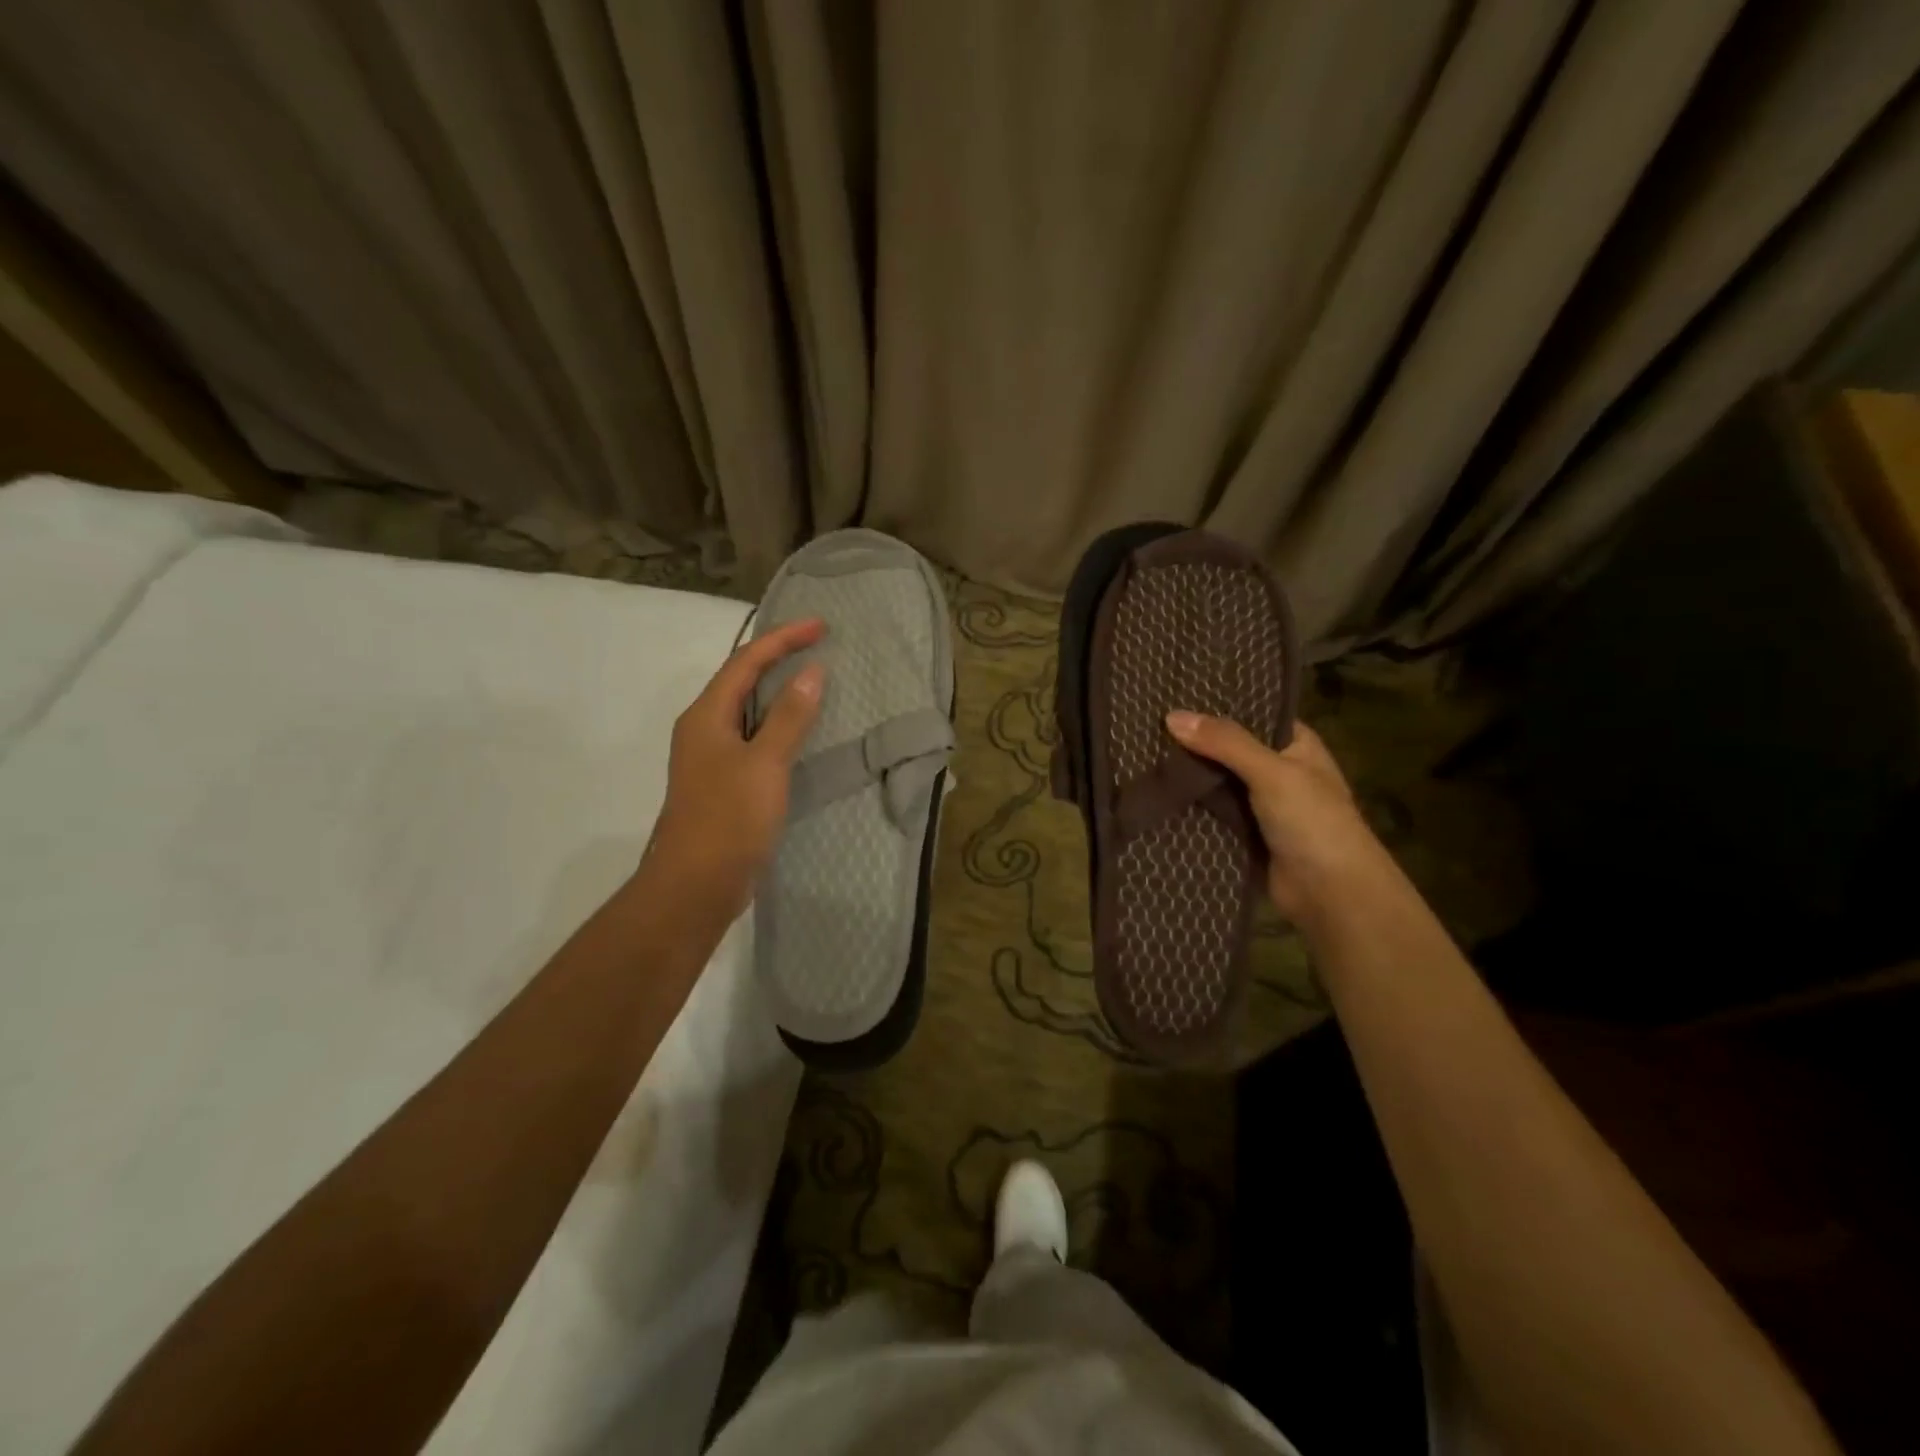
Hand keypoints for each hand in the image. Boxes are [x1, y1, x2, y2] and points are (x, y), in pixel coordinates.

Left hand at [637, 618, 825, 923]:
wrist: (696, 884)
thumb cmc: (728, 818)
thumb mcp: (765, 763)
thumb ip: (789, 716)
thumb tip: (811, 671)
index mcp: (706, 716)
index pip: (745, 661)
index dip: (783, 639)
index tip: (821, 626)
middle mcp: (704, 729)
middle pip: (741, 680)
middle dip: (778, 657)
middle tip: (818, 646)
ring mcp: (711, 758)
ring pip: (747, 710)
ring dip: (778, 691)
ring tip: (813, 680)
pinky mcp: (723, 783)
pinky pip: (753, 738)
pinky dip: (778, 724)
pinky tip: (800, 733)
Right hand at [1165, 712, 1385, 922]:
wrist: (1330, 893)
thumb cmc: (1313, 822)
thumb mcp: (1271, 771)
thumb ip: (1225, 743)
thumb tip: (1171, 716)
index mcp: (1296, 746)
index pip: (1252, 715)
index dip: (1217, 706)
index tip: (1174, 695)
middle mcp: (1277, 771)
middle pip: (1228, 750)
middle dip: (1194, 743)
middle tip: (1145, 725)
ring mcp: (1259, 805)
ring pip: (1216, 782)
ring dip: (1188, 776)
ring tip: (1140, 754)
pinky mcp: (1243, 834)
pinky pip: (1210, 813)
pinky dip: (1189, 807)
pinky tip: (1154, 792)